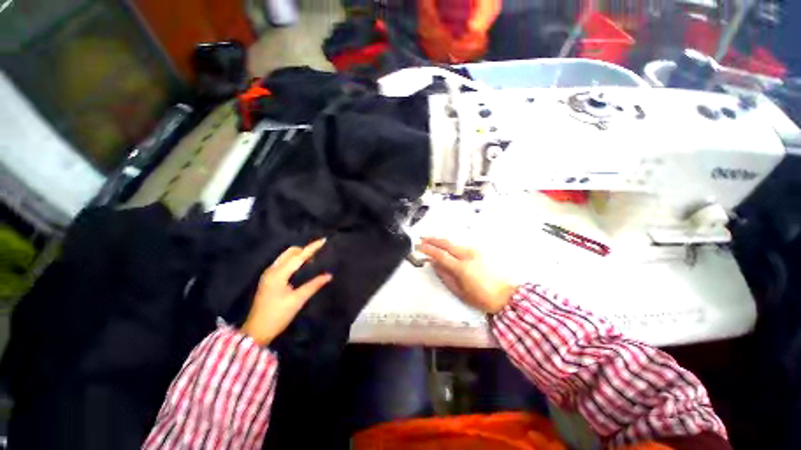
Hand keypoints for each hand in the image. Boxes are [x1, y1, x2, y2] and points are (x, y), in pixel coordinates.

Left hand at [241, 238, 331, 345]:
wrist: (256, 331)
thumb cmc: (277, 315)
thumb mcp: (297, 300)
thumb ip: (313, 285)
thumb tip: (329, 276)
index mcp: (278, 274)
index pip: (298, 256)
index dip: (312, 248)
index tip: (323, 240)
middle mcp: (272, 270)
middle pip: (290, 252)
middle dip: (304, 250)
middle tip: (319, 254)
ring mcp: (268, 274)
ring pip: (285, 257)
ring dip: (299, 254)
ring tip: (312, 259)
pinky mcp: (268, 279)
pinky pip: (283, 263)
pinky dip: (293, 260)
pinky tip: (301, 266)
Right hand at [419, 237, 515, 313]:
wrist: (506, 295)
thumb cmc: (482, 297)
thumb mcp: (460, 291)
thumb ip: (445, 276)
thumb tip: (434, 264)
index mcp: (462, 268)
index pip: (440, 255)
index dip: (428, 249)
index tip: (419, 246)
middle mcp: (468, 255)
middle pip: (446, 243)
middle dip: (433, 240)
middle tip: (423, 239)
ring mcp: (475, 251)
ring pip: (454, 242)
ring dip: (441, 240)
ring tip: (431, 240)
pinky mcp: (479, 251)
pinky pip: (461, 245)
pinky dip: (450, 244)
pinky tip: (446, 245)